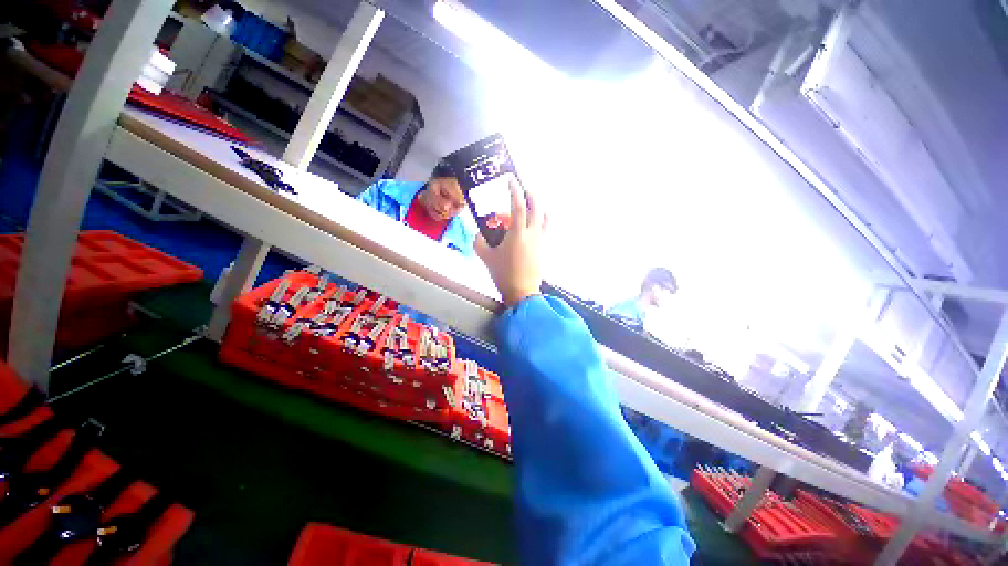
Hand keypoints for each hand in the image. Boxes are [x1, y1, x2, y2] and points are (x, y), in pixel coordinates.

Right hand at [475, 180, 545, 306]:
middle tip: (524, 188)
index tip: (511, 180)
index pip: (518, 206)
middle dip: (530, 194)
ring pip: (544, 217)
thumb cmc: (503, 274)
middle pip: (536, 207)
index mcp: (518, 234)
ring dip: (538, 207)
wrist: (521, 291)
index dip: (514, 190)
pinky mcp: (544, 248)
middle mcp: (532, 233)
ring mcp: (541, 240)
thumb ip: (479, 240)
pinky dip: (542, 220)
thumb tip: (480, 231)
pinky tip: (534, 223)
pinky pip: (546, 228)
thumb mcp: (485, 257)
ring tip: (530, 205)